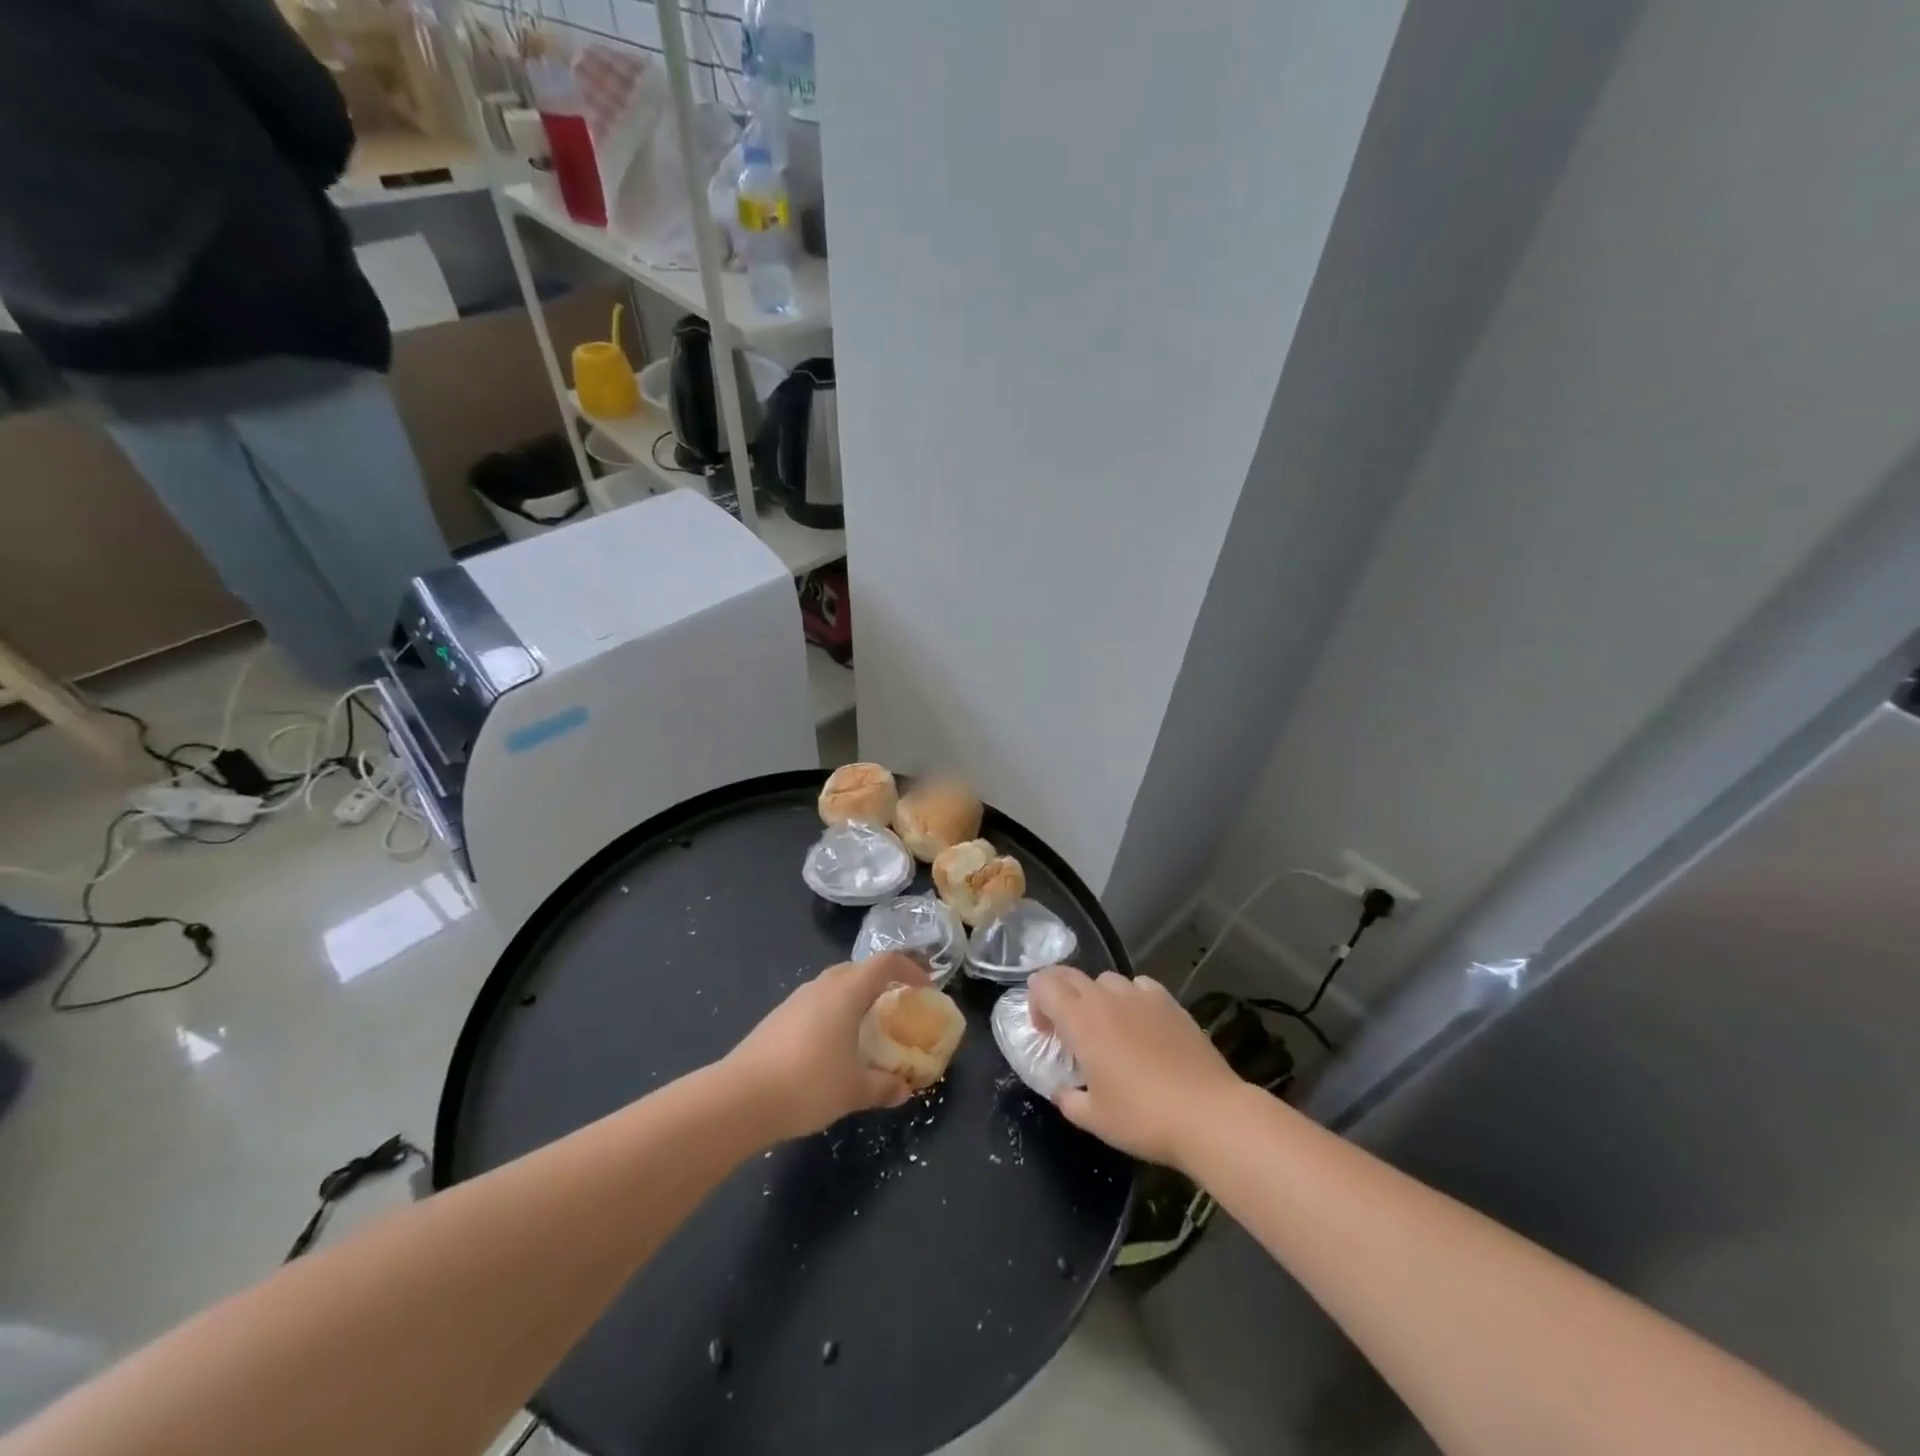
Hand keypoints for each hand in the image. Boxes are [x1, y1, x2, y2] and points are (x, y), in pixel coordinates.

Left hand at [725, 953, 929, 1141]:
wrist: (739, 1098)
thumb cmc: (808, 1083)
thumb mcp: (854, 1090)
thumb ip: (884, 1086)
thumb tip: (904, 1089)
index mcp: (846, 991)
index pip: (886, 962)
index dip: (911, 969)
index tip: (926, 988)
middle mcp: (822, 986)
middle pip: (858, 969)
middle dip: (882, 982)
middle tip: (897, 1005)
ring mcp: (795, 1000)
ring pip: (834, 985)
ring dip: (855, 997)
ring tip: (866, 1027)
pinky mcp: (777, 1018)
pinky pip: (816, 1004)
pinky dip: (833, 1013)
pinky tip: (832, 1046)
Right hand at [1028, 966, 1241, 1169]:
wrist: (1208, 1114)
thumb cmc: (1143, 1117)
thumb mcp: (1094, 1119)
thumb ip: (1069, 1099)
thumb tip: (1064, 1091)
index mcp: (1082, 1021)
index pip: (1044, 984)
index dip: (1035, 1001)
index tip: (1045, 1032)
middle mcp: (1108, 998)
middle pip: (1071, 975)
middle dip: (1060, 994)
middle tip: (1067, 1029)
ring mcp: (1142, 996)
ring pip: (1106, 980)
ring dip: (1096, 997)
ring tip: (1107, 1029)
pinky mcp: (1170, 1003)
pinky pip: (1139, 986)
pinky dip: (1130, 998)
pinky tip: (1141, 1025)